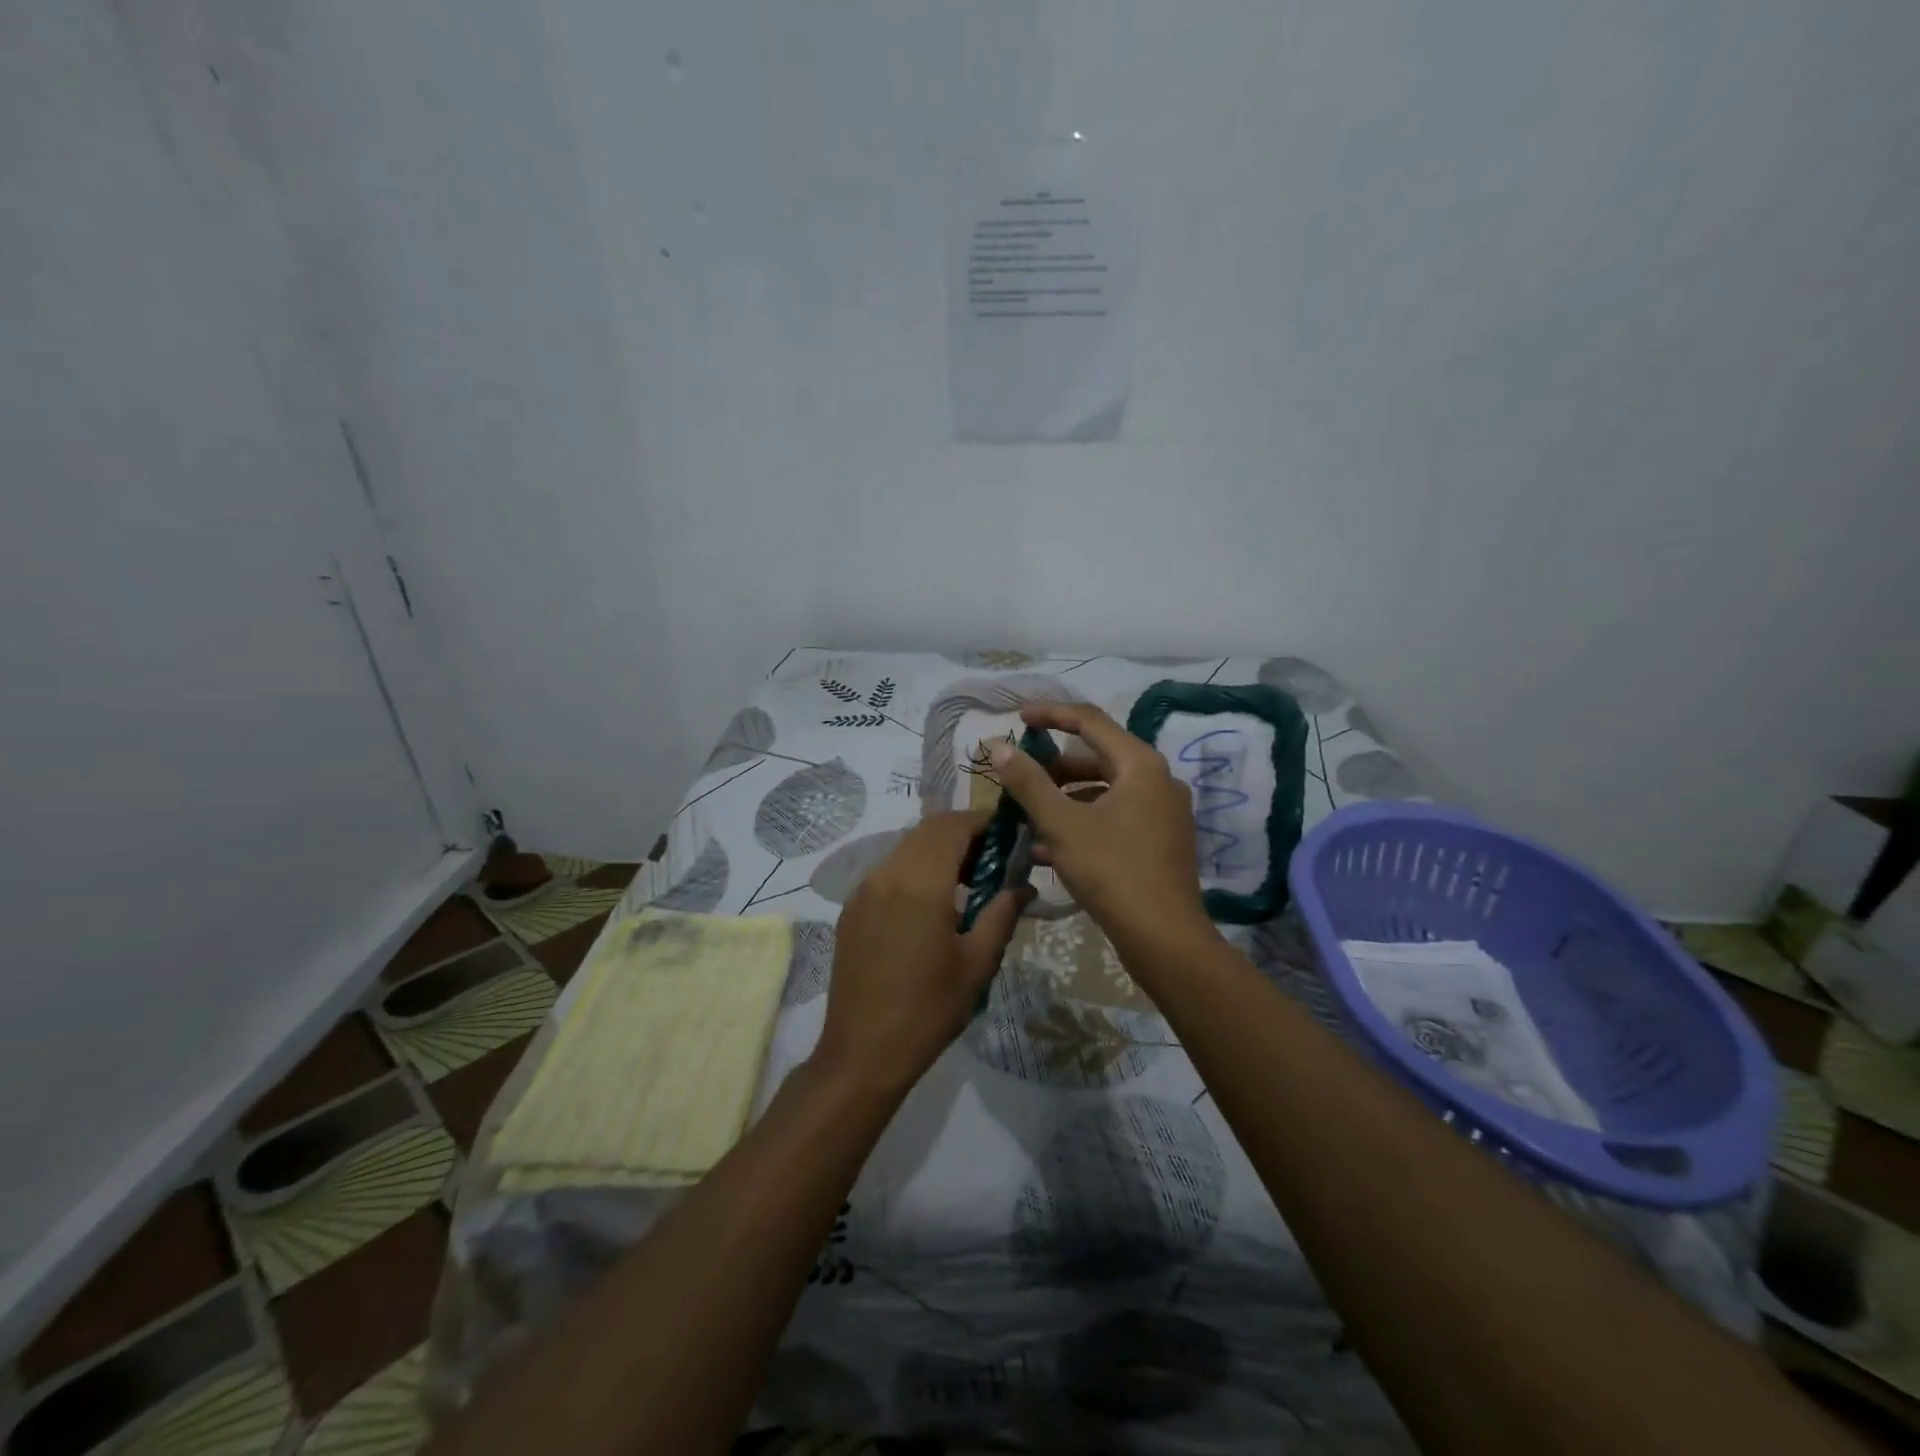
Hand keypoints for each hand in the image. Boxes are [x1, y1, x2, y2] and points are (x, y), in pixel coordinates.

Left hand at [810, 810, 1029, 1097]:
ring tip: (968, 882)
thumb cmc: (928, 1009)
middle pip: (928, 831)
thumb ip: (1001, 914)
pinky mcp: (852, 910)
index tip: (1009, 833)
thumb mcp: (977, 963)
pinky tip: (933, 905)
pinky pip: (889, 872)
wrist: (862, 1052)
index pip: (952, 826)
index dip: (982, 821)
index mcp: (920, 883)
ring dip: (938, 851)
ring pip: (906, 848)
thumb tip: (1023, 886)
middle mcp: (886, 874)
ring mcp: (863, 891)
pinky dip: (915, 870)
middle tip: (993, 858)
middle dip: (963, 834)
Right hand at [989, 703, 1211, 954]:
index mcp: (1140, 764)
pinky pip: (1116, 817)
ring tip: (1027, 817)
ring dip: (1065, 800)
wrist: (1164, 938)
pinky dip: (1084, 822)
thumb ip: (1028, 782)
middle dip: (1054, 768)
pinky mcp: (1161, 841)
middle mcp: (1158, 780)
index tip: (1018, 719)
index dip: (1051, 715)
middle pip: (1098, 758)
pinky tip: (1048, 849)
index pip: (1090, 721)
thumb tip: (999, 746)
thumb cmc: (1111, 871)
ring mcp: (1164, 812)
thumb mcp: (1061, 824)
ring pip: (1105, 791)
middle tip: (1019, 778)